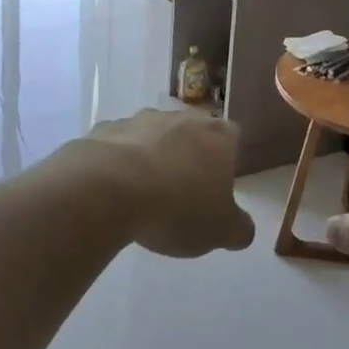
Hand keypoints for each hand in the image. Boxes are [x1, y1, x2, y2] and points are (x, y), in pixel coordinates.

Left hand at [81, 108, 254, 257]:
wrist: (108, 189)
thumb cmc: (177, 207)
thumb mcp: (220, 231)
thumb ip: (239, 229)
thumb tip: (242, 229)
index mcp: (218, 136)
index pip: (233, 139)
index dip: (226, 163)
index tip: (216, 189)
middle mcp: (183, 117)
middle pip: (192, 134)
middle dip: (189, 158)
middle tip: (182, 194)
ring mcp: (142, 119)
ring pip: (155, 137)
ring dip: (154, 158)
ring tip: (145, 196)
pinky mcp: (107, 129)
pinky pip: (120, 146)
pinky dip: (120, 163)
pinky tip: (114, 190)